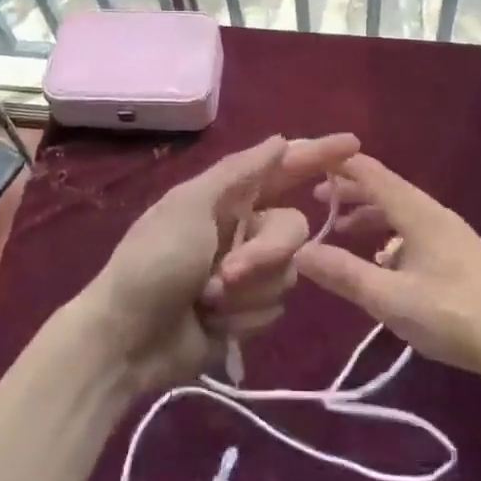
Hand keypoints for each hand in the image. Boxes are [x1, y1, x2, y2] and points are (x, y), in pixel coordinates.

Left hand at [79, 132, 360, 392]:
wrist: (126, 340)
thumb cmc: (153, 261)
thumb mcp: (190, 206)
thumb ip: (239, 173)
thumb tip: (281, 140)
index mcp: (228, 197)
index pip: (284, 169)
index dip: (319, 155)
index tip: (354, 144)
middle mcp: (244, 229)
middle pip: (292, 229)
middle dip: (264, 254)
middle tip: (225, 273)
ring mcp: (248, 273)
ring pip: (288, 273)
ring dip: (247, 291)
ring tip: (207, 300)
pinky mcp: (248, 312)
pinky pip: (274, 309)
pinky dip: (242, 318)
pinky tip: (211, 323)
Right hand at [298, 154, 480, 385]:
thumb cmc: (455, 315)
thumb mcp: (390, 299)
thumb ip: (343, 274)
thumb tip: (298, 251)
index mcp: (417, 212)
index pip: (370, 172)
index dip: (339, 164)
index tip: (307, 164)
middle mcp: (434, 213)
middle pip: (385, 189)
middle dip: (349, 192)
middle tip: (315, 202)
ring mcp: (451, 233)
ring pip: (401, 212)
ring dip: (369, 216)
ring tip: (341, 233)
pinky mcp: (461, 255)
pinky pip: (415, 231)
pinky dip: (390, 236)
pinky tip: (383, 264)